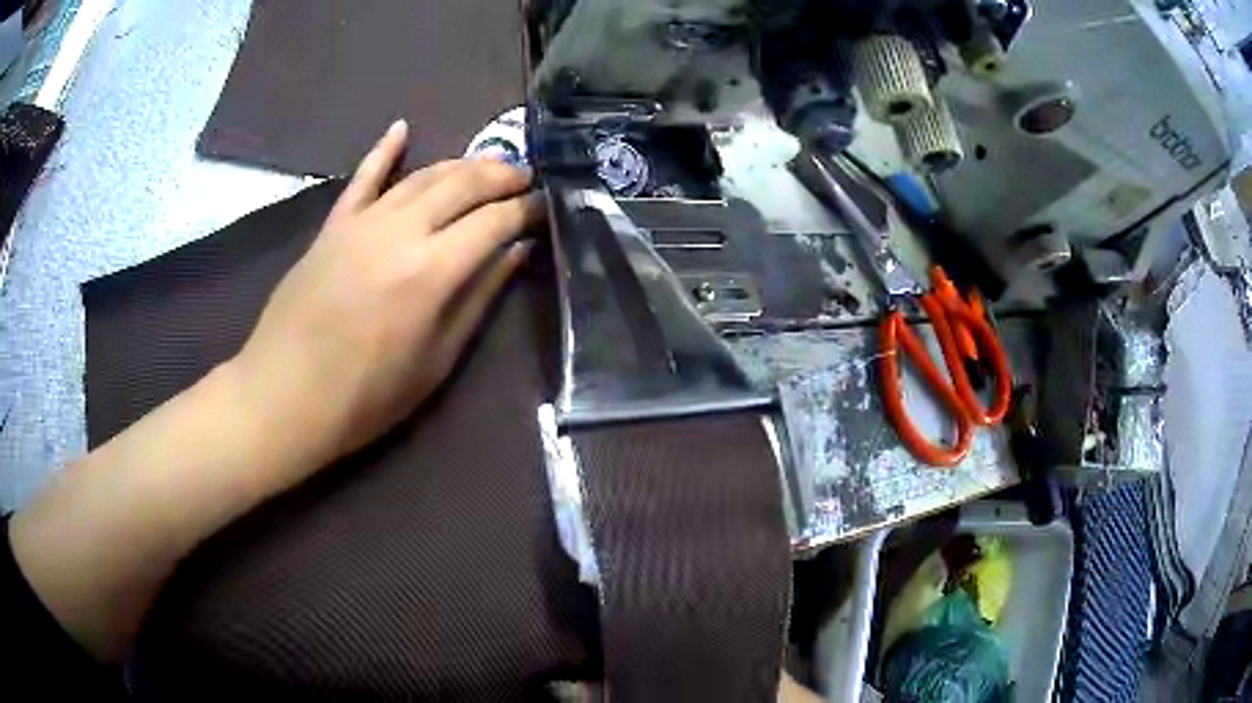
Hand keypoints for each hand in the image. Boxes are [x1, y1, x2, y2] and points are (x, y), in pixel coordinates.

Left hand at [231, 120, 541, 464]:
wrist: (284, 396)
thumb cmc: (365, 397)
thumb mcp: (436, 362)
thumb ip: (477, 299)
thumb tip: (515, 252)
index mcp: (432, 271)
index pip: (494, 221)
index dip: (526, 210)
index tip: (546, 207)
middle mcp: (401, 231)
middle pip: (462, 184)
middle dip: (501, 175)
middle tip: (525, 178)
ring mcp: (362, 222)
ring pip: (421, 175)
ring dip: (460, 164)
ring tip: (487, 166)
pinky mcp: (333, 225)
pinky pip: (362, 178)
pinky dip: (384, 150)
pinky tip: (402, 128)